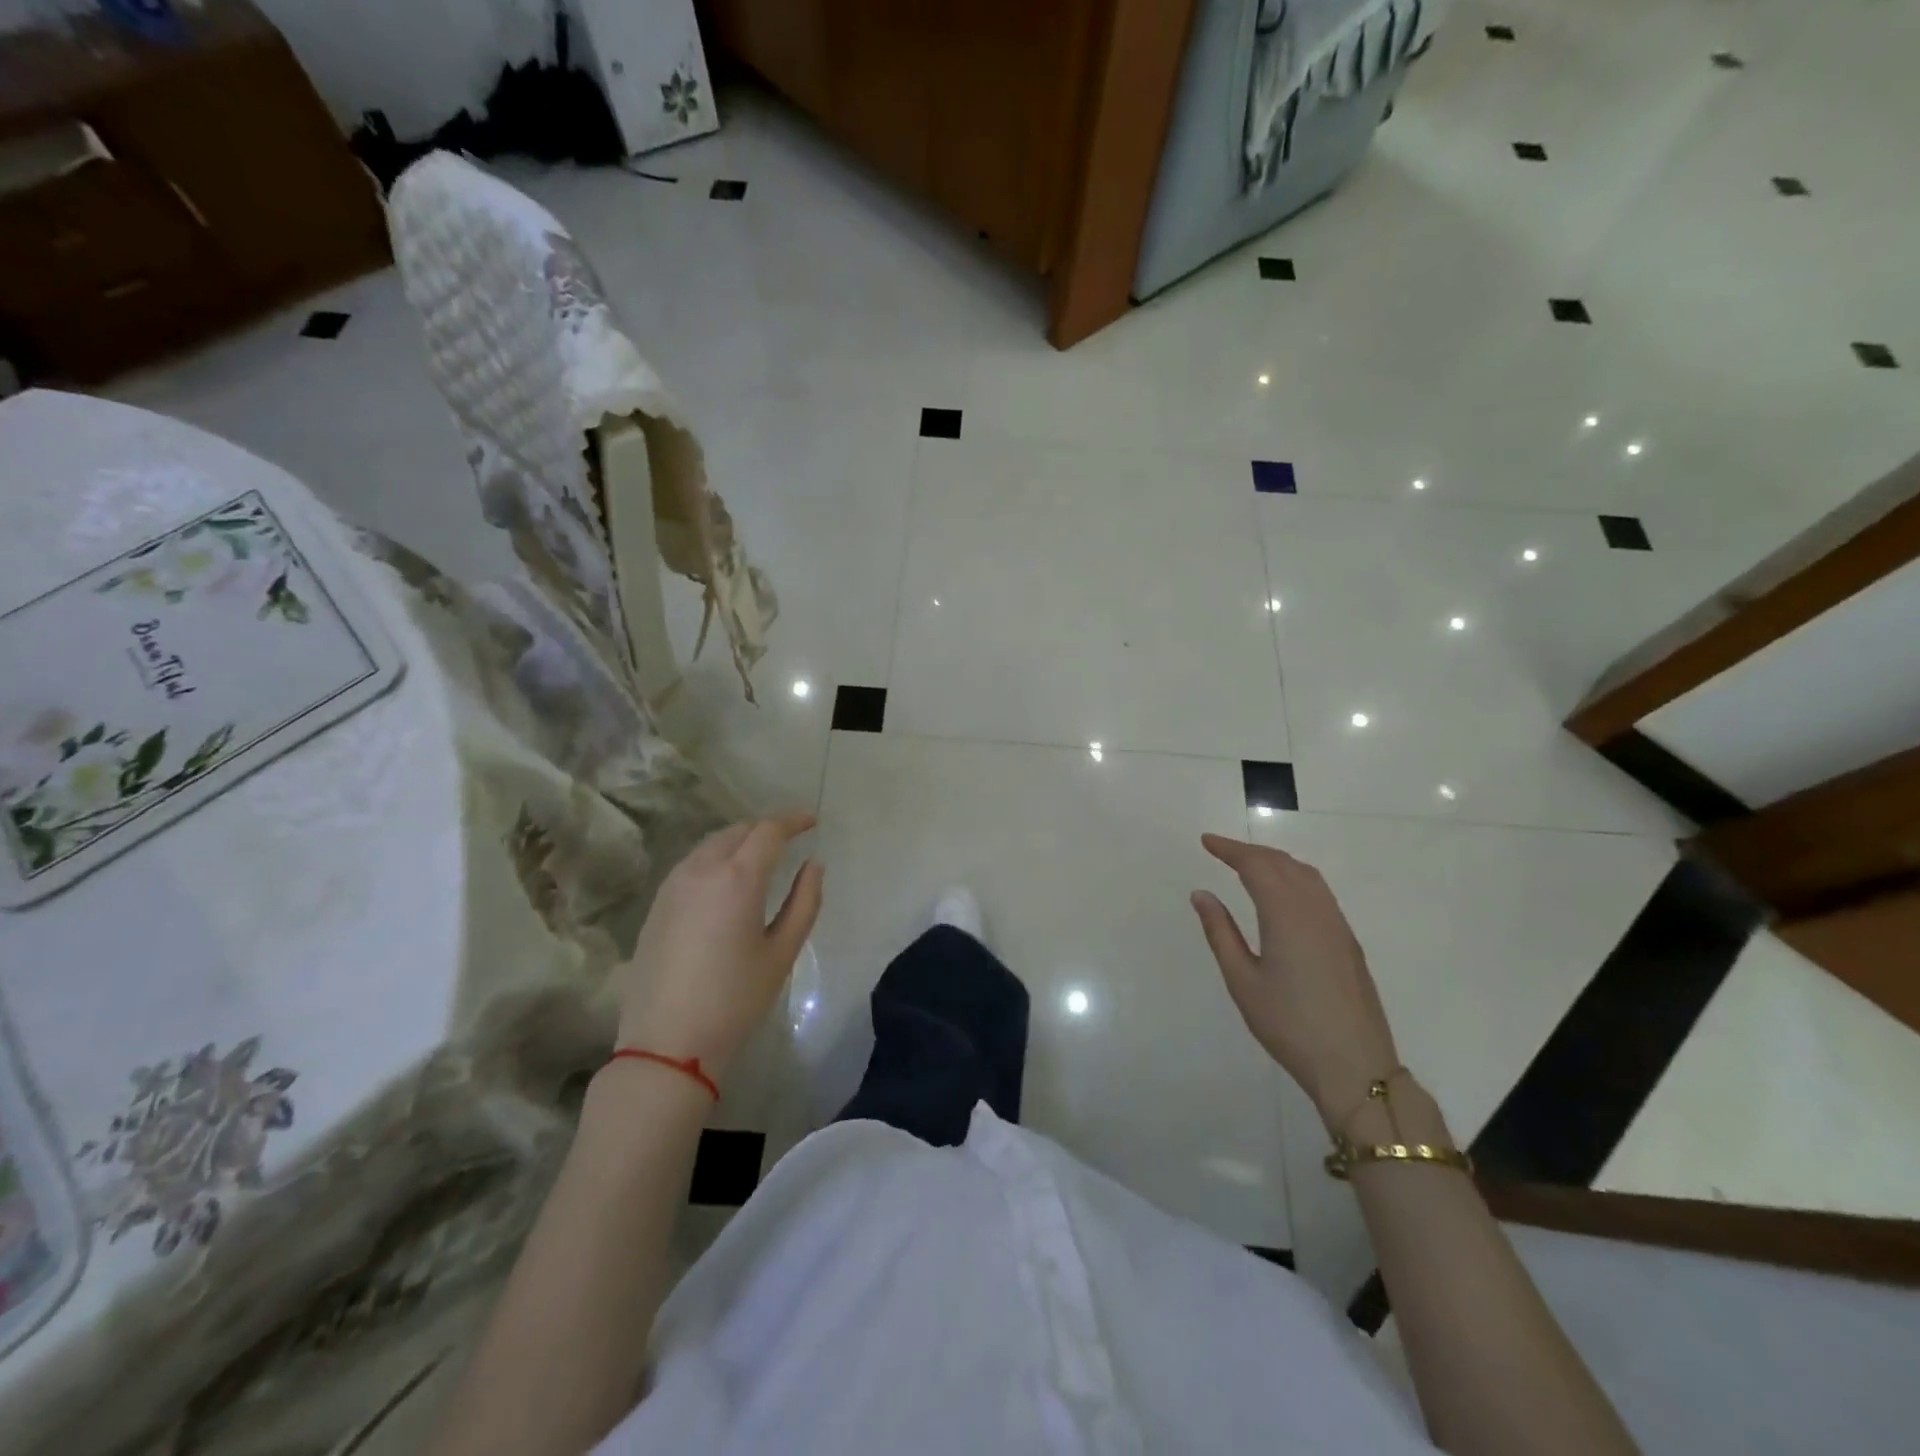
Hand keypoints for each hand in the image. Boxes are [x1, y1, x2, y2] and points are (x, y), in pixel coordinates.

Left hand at [612, 814, 823, 1082]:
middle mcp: (701, 870)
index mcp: (737, 878)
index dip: (793, 820)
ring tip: (760, 857)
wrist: (666, 1043)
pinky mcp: (656, 905)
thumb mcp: (782, 952)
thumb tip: (812, 865)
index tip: (812, 821)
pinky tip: (726, 881)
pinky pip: (692, 864)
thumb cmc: (735, 1000)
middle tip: (790, 838)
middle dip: (766, 829)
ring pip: (711, 845)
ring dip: (739, 841)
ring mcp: (673, 885)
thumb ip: (804, 901)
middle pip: (737, 831)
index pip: (768, 830)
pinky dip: (716, 859)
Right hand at [1190, 834, 1399, 1129]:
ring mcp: (1337, 925)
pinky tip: (1283, 894)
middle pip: (1283, 864)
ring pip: (1306, 875)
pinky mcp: (1348, 941)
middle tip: (1221, 851)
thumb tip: (1201, 894)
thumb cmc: (1289, 1025)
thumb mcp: (1243, 981)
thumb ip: (1220, 933)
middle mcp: (1316, 910)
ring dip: (1276, 862)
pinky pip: (1319, 892)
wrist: (1355, 1066)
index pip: (1256, 866)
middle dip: (1251, 851)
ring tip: (1249, 865)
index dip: (1230, 849)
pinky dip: (1295, 877)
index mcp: (1286, 915)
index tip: (1206, 841)